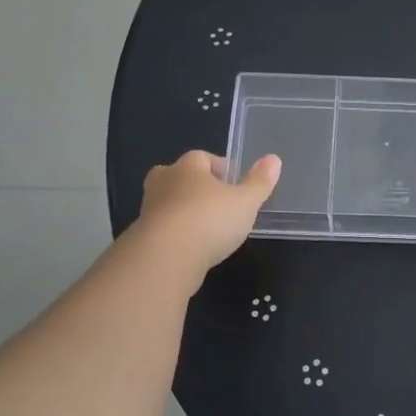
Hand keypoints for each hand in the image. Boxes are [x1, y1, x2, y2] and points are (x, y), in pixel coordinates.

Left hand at [137, 150, 280, 275]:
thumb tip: (274, 158)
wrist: (164, 258)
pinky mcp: (142, 238)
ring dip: (183, 211)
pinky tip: (191, 248)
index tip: (233, 181)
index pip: (201, 157)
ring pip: (167, 203)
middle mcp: (164, 183)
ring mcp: (149, 210)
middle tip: (213, 199)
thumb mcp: (245, 202)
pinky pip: (161, 229)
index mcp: (188, 167)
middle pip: (176, 176)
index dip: (218, 167)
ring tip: (205, 227)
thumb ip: (259, 182)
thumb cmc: (209, 220)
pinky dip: (174, 235)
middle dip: (193, 184)